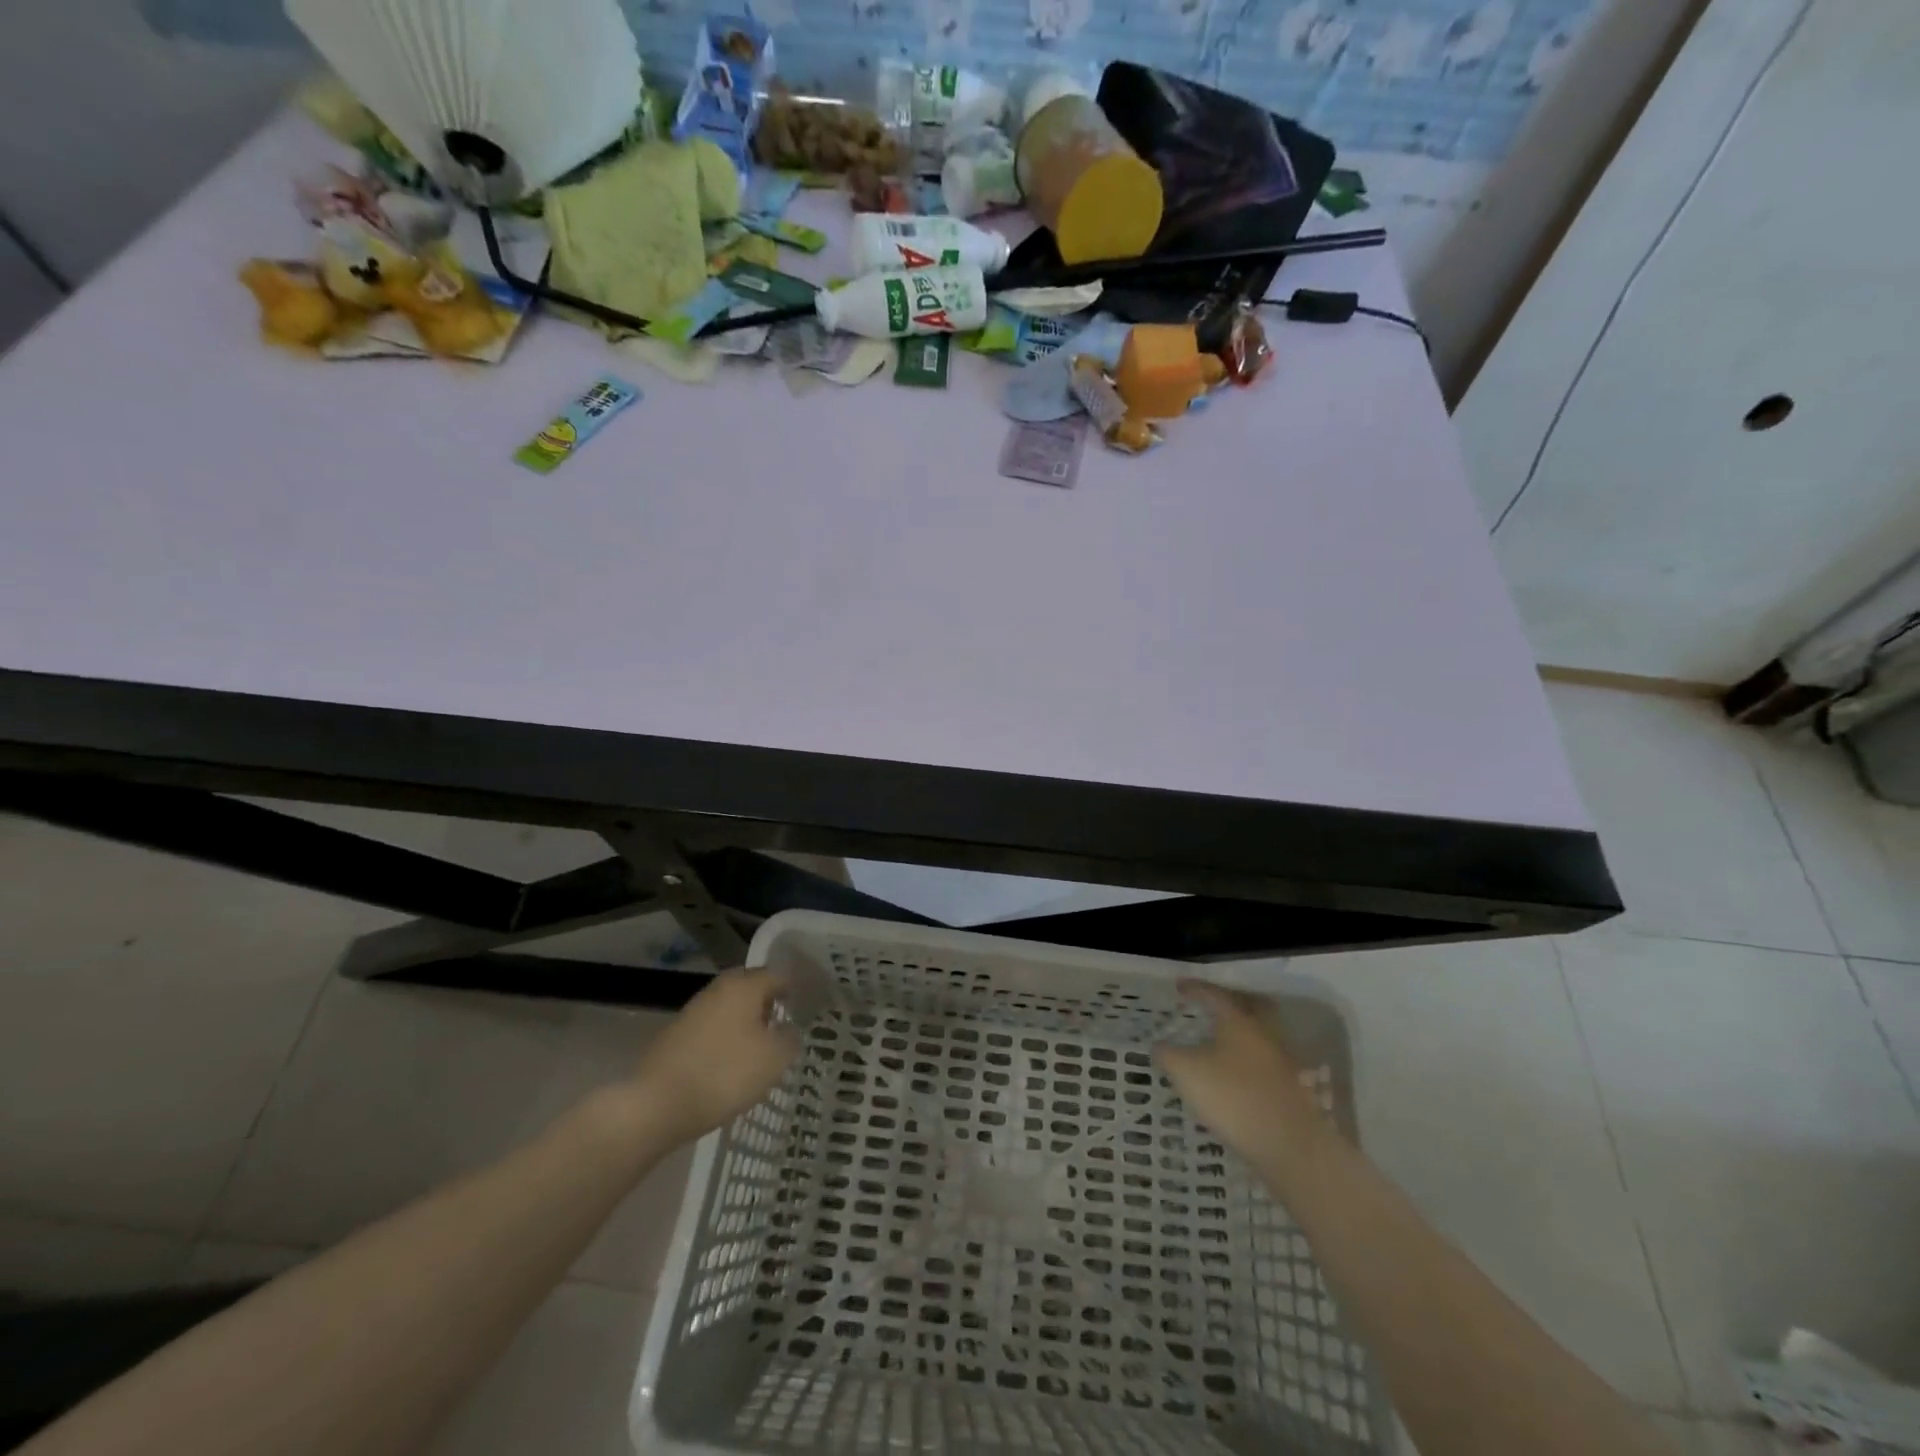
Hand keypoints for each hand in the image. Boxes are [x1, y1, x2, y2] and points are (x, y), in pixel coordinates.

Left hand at [631, 968, 799, 1144]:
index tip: (804, 1007)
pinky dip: (724, 1039)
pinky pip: (710, 1029)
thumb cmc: (725, 1073)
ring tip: (758, 1047)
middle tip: (782, 1024)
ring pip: (728, 1009)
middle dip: (766, 1003)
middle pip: (749, 989)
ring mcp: (692, 1011)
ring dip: (744, 1022)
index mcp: (743, 986)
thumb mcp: (774, 1059)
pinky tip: (729, 1063)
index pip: (776, 976)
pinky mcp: (675, 1036)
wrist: (657, 1105)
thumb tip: (789, 1030)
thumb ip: (790, 1039)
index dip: (792, 990)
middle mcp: (717, 990)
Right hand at [1156, 979, 1325, 1165]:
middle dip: (1232, 1000)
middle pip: (1251, 1004)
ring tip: (1224, 1040)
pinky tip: (1241, 1071)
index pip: (1215, 994)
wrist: (1289, 1144)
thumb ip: (1168, 1054)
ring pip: (1263, 1032)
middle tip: (1213, 1005)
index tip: (1179, 988)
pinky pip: (1269, 1059)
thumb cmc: (1232, 1096)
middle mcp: (1265, 1031)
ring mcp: (1283, 1059)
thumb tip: (1159, 1045)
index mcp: (1238, 1020)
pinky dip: (1254, 1057)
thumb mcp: (1186, 1072)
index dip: (1195, 989)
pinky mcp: (1294, 1086)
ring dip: (1245, 1031)